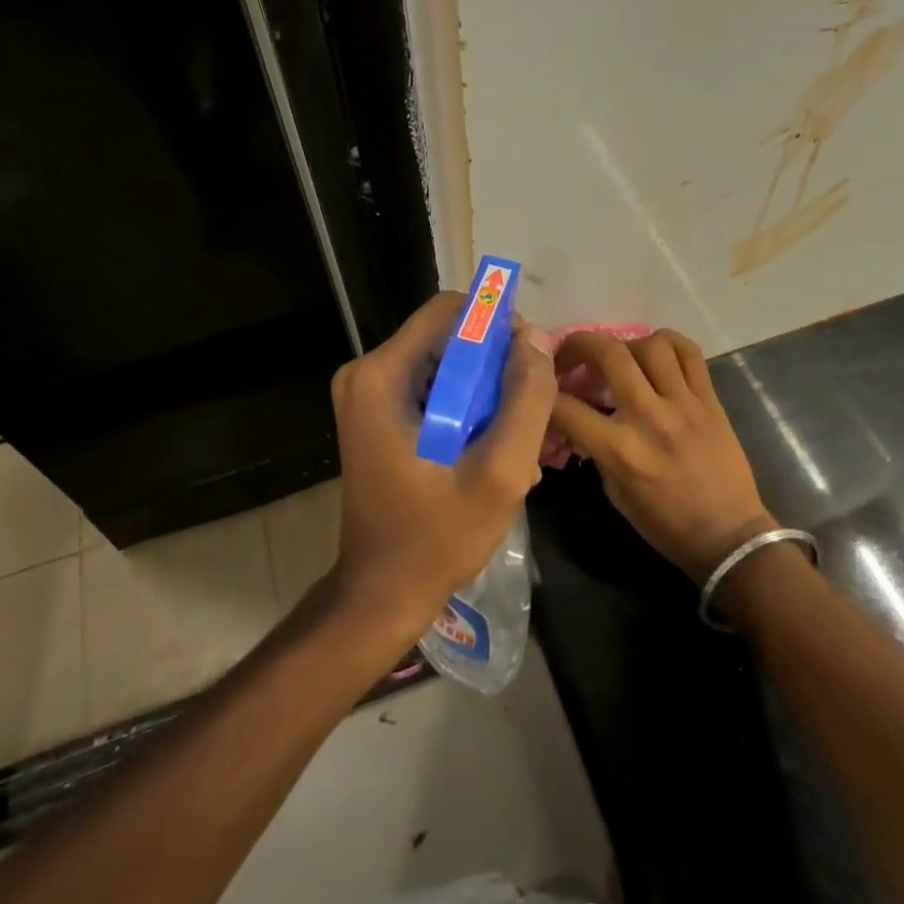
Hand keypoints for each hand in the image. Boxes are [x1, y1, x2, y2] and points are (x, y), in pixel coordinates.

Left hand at [327, 291, 557, 640]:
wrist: (381, 592)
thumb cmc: (437, 537)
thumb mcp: (500, 472)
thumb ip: (526, 400)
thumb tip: (537, 337)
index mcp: (381, 375)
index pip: (449, 310)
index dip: (498, 325)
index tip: (530, 364)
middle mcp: (366, 373)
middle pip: (448, 337)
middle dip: (495, 365)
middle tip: (529, 410)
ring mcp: (368, 395)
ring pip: (445, 363)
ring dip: (486, 391)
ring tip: (513, 438)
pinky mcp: (377, 415)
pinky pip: (433, 387)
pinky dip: (466, 408)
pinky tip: (489, 449)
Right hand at [550, 330, 776, 581]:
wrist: (729, 535)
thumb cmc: (664, 523)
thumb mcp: (614, 492)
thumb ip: (594, 449)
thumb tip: (578, 419)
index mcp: (619, 449)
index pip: (565, 406)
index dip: (542, 394)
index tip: (541, 391)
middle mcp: (649, 416)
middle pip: (607, 352)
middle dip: (578, 345)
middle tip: (571, 355)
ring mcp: (683, 403)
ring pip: (650, 344)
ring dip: (626, 345)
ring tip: (620, 359)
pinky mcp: (710, 399)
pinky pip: (689, 352)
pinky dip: (668, 343)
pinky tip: (656, 353)